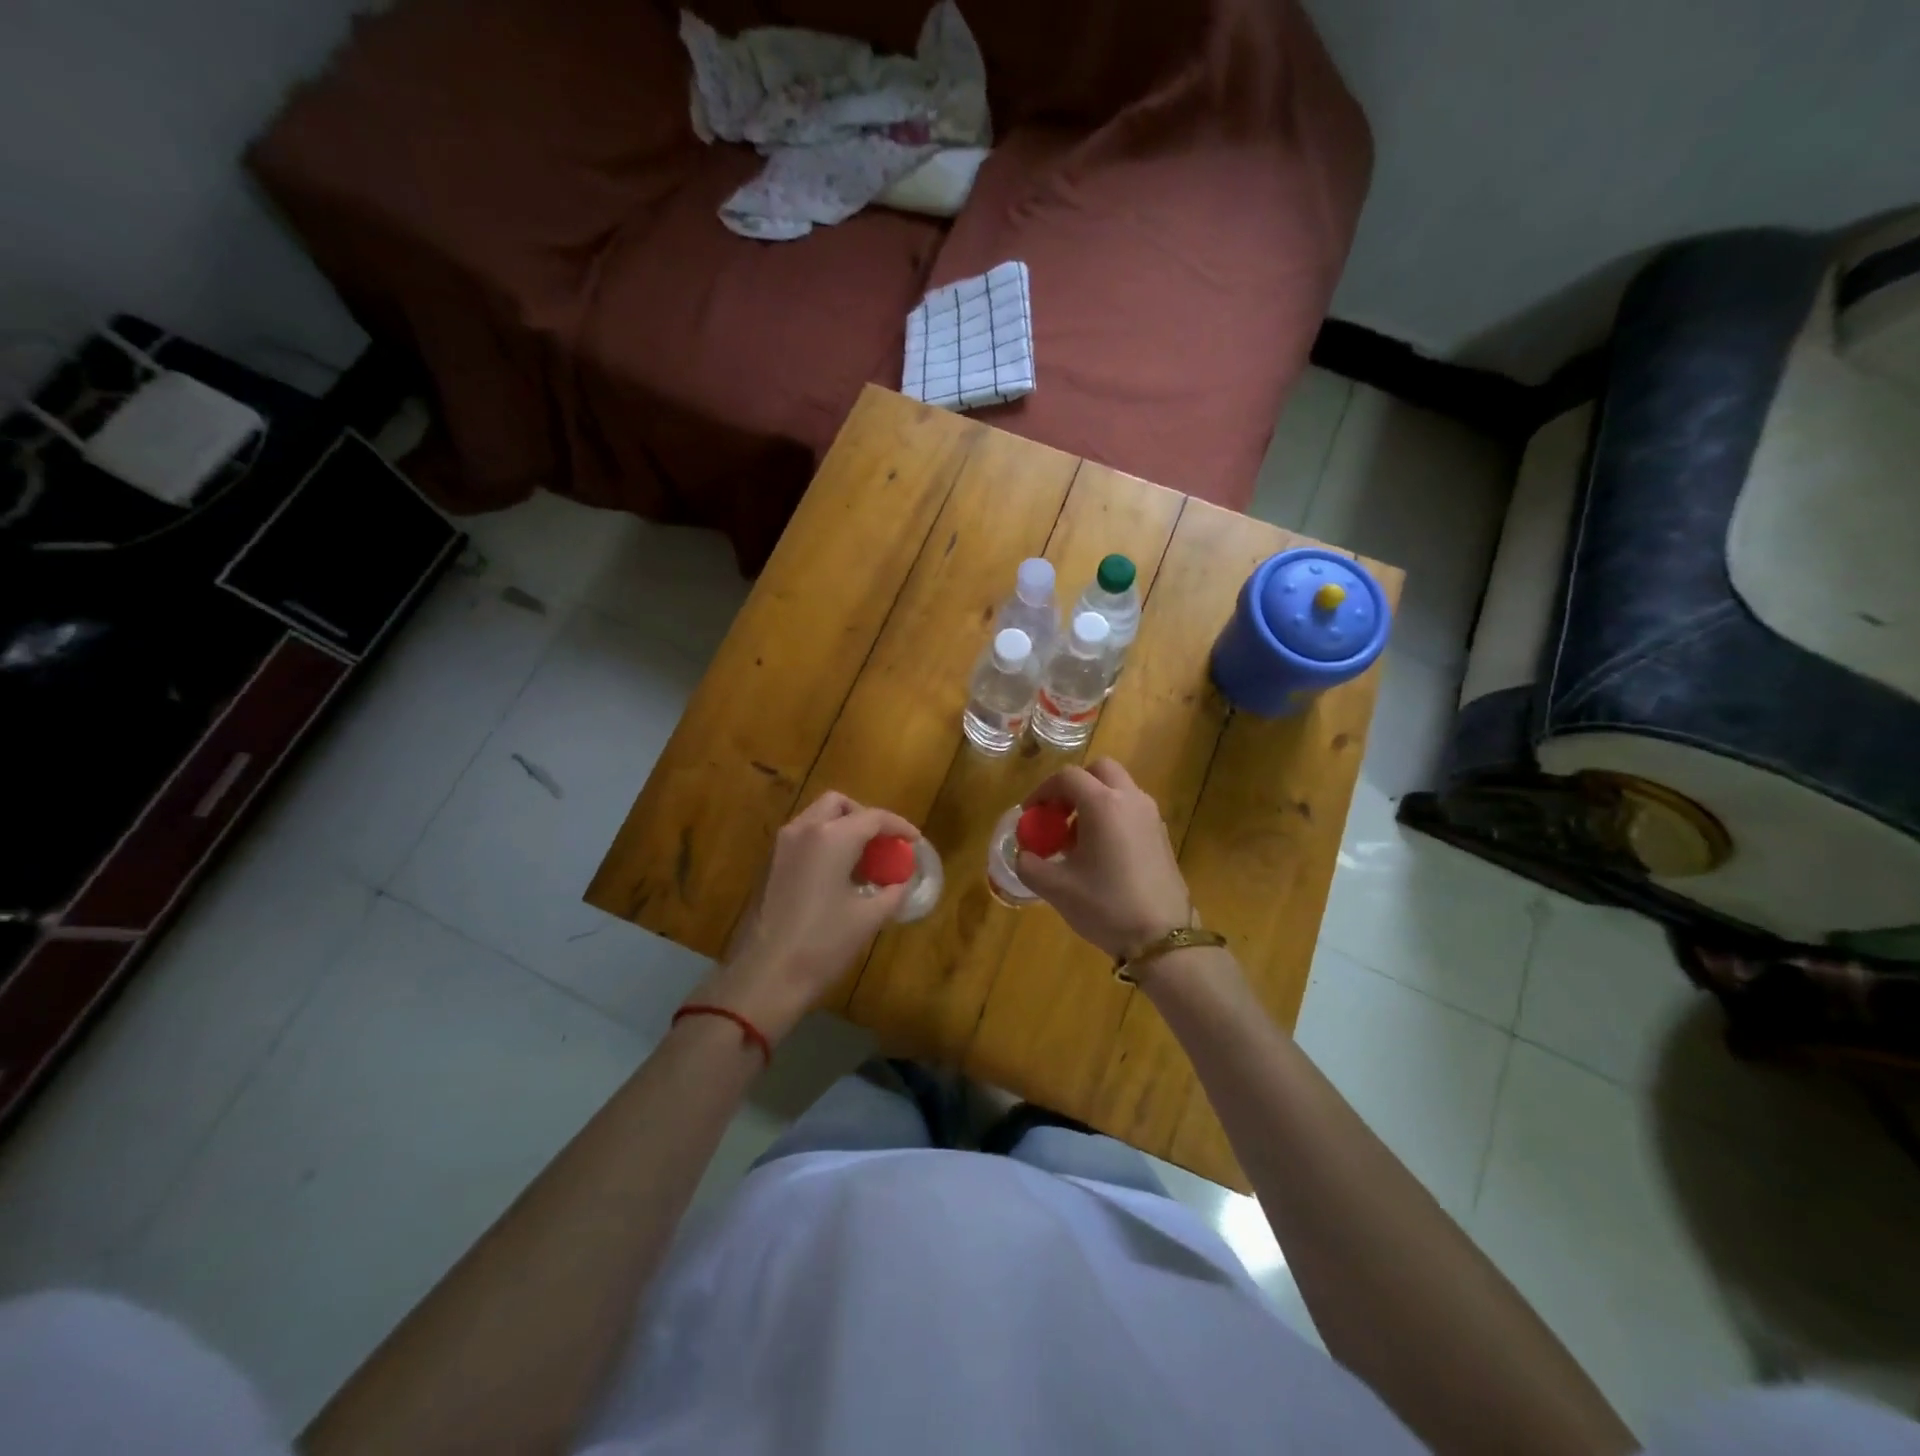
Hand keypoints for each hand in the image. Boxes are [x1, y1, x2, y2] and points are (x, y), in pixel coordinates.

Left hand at [691, 792, 919, 1044]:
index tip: (914, 841)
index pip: (873, 817)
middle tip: (882, 844)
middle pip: (838, 805)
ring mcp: (780, 846)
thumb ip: (892, 893)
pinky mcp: (768, 865)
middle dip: (864, 817)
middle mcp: (803, 830)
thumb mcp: (868, 919)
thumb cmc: (821, 945)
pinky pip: (802, 839)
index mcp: (831, 837)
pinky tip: (837, 875)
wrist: (763, 977)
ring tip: (863, 861)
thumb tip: (902, 883)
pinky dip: (823, 843)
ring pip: (816, 819)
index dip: (898, 826)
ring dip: (842, 829)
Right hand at [1015, 758, 1192, 958]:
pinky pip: (1131, 809)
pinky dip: (1112, 816)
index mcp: (1103, 805)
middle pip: (1099, 771)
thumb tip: (1023, 854)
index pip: (1067, 777)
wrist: (1163, 938)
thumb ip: (1029, 865)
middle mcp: (1130, 800)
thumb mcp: (1056, 888)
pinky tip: (1101, 854)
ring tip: (1075, 840)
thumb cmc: (1106, 906)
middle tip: (1057, 815)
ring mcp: (1151, 816)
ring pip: (1118, 788)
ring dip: (1093, 801)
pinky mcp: (1161, 835)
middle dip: (1073, 786)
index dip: (1042, 791)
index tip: (1030, 814)